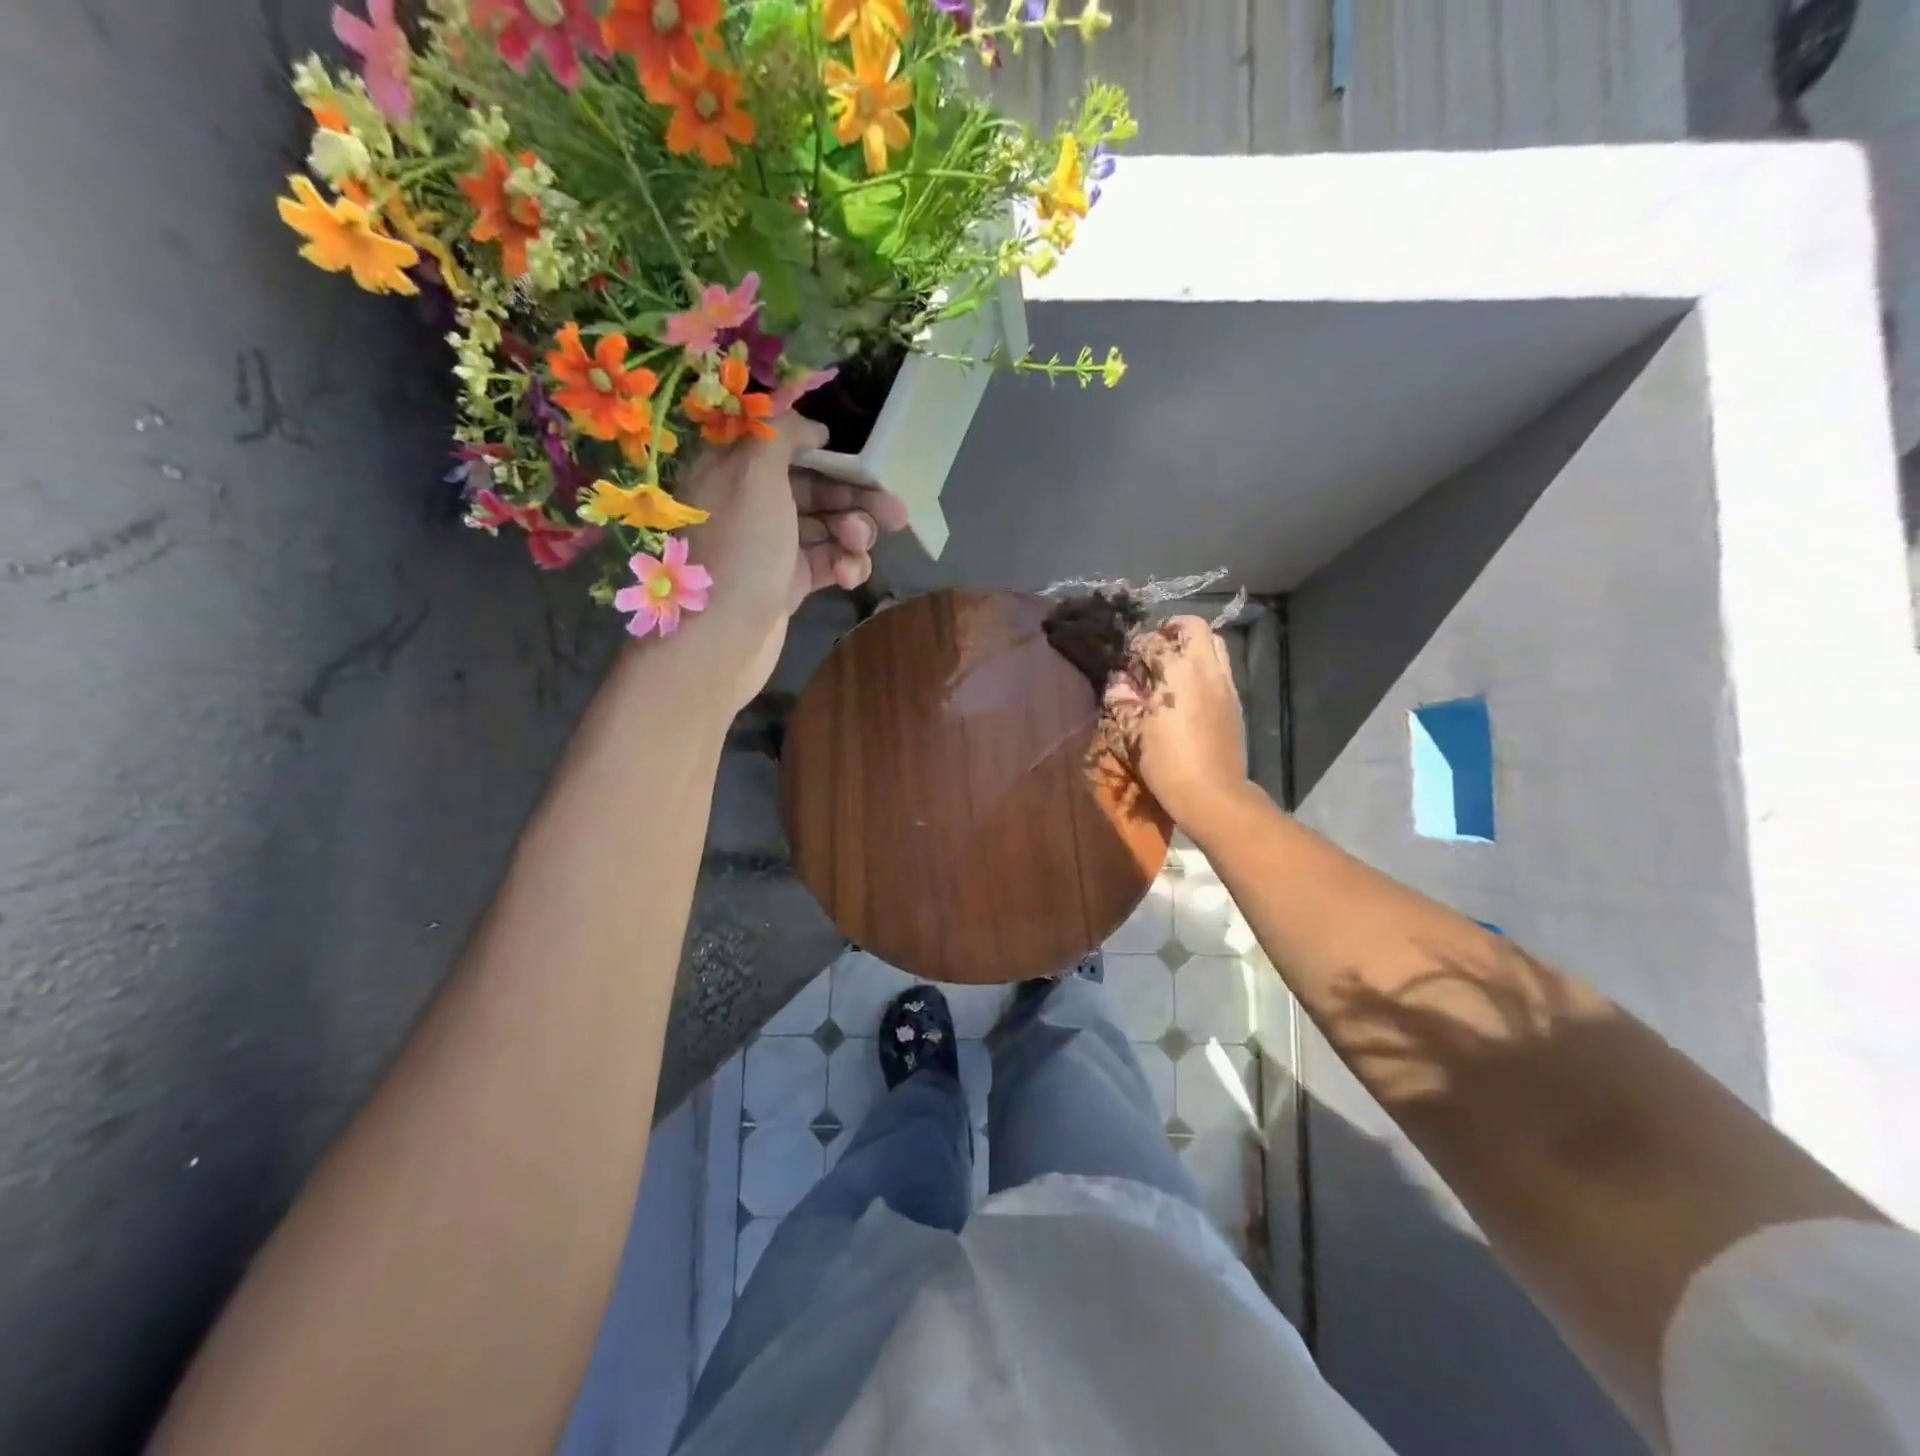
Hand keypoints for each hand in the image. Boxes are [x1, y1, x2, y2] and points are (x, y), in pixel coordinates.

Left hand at [673, 413, 909, 708]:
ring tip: (859, 547)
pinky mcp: (787, 584)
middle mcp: (750, 505)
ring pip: (826, 528)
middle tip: (895, 514)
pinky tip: (849, 576)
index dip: (826, 454)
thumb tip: (812, 427)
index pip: (786, 448)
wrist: (719, 641)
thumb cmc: (739, 550)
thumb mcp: (754, 474)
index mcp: (732, 471)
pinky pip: (826, 563)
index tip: (861, 464)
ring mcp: (770, 548)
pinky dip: (844, 565)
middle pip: (813, 490)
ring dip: (853, 534)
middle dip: (855, 499)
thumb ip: (781, 435)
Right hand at [1104, 616, 1249, 827]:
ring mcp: (1226, 685)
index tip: (1126, 660)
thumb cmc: (1168, 763)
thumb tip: (1118, 684)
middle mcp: (1206, 669)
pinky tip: (1188, 690)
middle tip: (1155, 645)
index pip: (1154, 642)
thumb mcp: (1135, 733)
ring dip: (1193, 645)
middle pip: (1195, 627)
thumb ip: (1124, 701)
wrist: (1214, 795)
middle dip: (1173, 629)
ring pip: (1215, 644)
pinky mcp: (1235, 702)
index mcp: (1178, 672)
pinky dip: (1204, 666)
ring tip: (1173, 665)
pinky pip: (1221, 669)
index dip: (1136, 646)